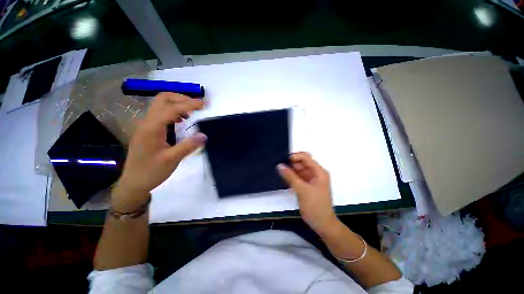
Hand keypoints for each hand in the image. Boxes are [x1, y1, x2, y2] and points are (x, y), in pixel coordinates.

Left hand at [112, 93, 205, 211]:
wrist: (133, 182)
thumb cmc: (151, 172)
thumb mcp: (172, 160)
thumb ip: (188, 146)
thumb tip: (204, 135)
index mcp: (152, 128)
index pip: (171, 108)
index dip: (189, 104)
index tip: (204, 105)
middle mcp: (147, 122)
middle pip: (163, 99)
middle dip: (182, 99)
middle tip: (198, 106)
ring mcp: (146, 125)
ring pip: (161, 105)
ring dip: (178, 104)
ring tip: (193, 113)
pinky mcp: (148, 130)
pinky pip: (161, 114)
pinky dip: (174, 112)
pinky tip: (182, 121)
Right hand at [277, 152, 338, 231]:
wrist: (322, 224)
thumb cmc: (315, 206)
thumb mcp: (302, 190)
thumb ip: (290, 176)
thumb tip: (280, 165)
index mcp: (318, 171)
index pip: (305, 157)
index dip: (294, 157)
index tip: (283, 162)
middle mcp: (316, 173)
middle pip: (302, 163)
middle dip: (291, 164)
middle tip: (280, 168)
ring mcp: (311, 179)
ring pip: (299, 170)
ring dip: (290, 171)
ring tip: (280, 173)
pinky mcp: (307, 186)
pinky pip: (298, 178)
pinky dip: (292, 178)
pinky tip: (285, 180)